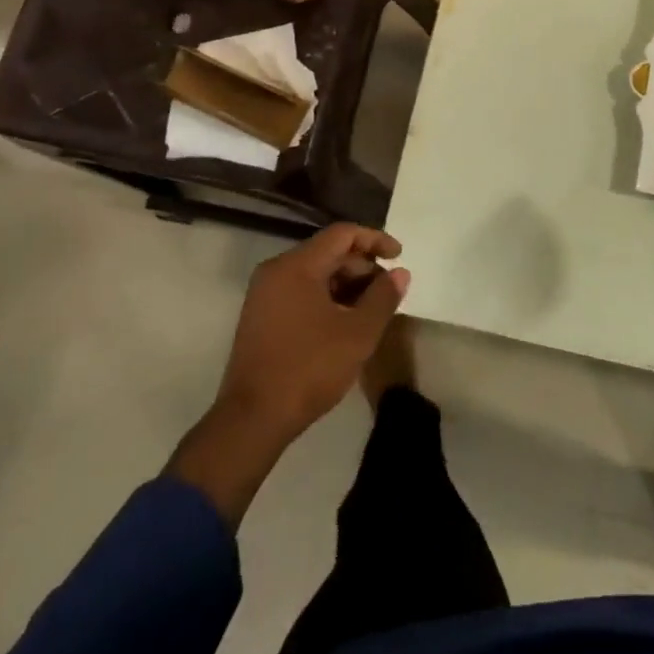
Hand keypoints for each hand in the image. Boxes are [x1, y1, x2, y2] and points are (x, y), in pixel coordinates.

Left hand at [170, 224, 408, 526]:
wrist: (252, 420)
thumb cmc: (309, 369)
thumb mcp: (358, 334)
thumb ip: (383, 297)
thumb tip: (400, 273)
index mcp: (296, 266)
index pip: (342, 234)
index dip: (375, 240)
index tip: (399, 256)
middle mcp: (276, 271)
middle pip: (328, 252)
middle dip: (362, 267)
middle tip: (387, 291)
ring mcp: (264, 295)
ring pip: (314, 274)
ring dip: (346, 285)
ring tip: (371, 310)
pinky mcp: (260, 317)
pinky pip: (300, 292)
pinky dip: (326, 299)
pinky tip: (344, 323)